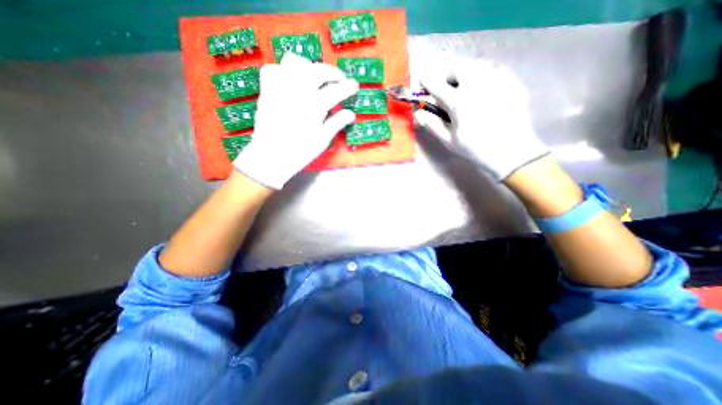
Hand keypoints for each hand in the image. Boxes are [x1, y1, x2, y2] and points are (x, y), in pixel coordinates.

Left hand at [234, 52, 357, 188]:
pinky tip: (290, 82)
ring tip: (314, 77)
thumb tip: (351, 114)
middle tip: (339, 80)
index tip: (354, 86)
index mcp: (315, 105)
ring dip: (309, 66)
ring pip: (295, 61)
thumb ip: (337, 123)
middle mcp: (298, 90)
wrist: (271, 156)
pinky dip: (283, 71)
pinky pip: (273, 69)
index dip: (348, 86)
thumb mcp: (323, 139)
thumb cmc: (300, 151)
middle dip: (333, 72)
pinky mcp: (267, 90)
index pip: (336, 89)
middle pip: (318, 70)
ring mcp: (281, 87)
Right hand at [418, 59, 547, 180]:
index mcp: (458, 102)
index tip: (421, 78)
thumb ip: (433, 124)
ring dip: (465, 71)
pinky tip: (484, 86)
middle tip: (447, 86)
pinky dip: (484, 73)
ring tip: (465, 85)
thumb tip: (418, 113)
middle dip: (447, 74)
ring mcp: (496, 81)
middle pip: (457, 68)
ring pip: (476, 64)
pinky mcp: (511, 82)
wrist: (510, 150)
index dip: (426, 80)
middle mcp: (476, 85)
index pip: (436, 85)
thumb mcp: (449, 140)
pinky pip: (494, 68)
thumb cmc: (475, 148)